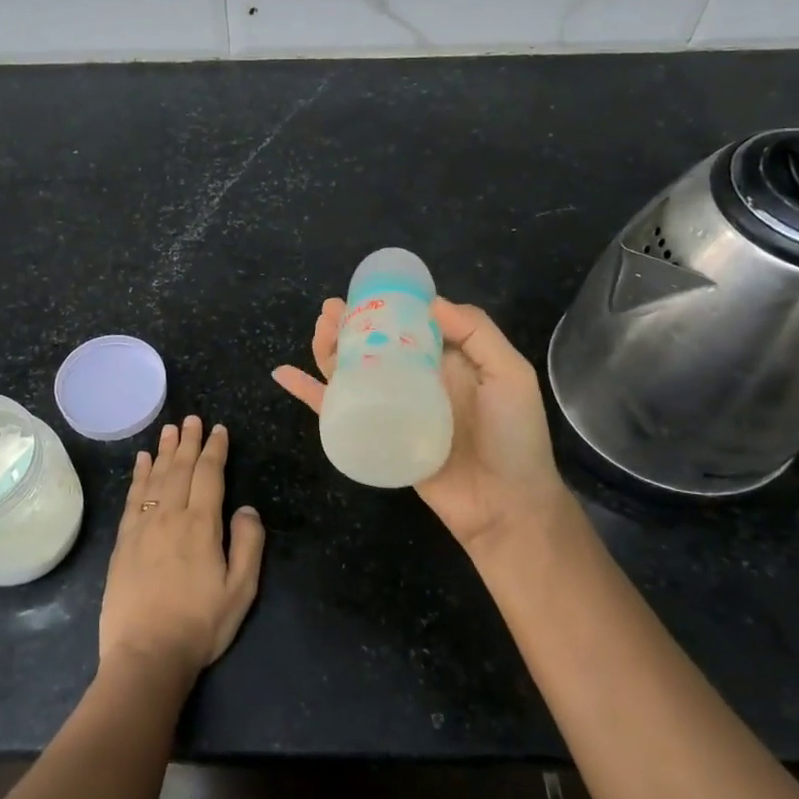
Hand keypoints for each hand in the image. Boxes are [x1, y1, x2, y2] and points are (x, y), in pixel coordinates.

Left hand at [99, 417, 265, 684]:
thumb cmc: (200, 625)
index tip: (218, 430)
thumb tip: (246, 508)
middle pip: (179, 468)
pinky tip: (140, 461)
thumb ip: (248, 544)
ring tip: (168, 429)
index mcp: (201, 525)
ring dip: (163, 451)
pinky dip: (137, 475)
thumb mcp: (241, 591)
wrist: (146, 655)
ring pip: (154, 477)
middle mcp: (170, 516)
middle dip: (188, 441)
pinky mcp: (123, 541)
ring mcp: (142, 526)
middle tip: (191, 418)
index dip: (214, 450)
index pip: (209, 475)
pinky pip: (132, 497)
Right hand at [273, 298, 572, 551]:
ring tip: (318, 329)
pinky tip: (284, 374)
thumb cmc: (513, 438)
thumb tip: (429, 302)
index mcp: (446, 361)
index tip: (364, 291)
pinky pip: (334, 412)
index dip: (384, 305)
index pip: (408, 324)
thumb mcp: (509, 375)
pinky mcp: (372, 436)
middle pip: (371, 345)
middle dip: (349, 323)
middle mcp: (414, 380)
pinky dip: (307, 393)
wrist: (505, 507)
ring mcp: (391, 408)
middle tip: (329, 310)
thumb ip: (477, 334)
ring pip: (349, 371)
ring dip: (328, 348)